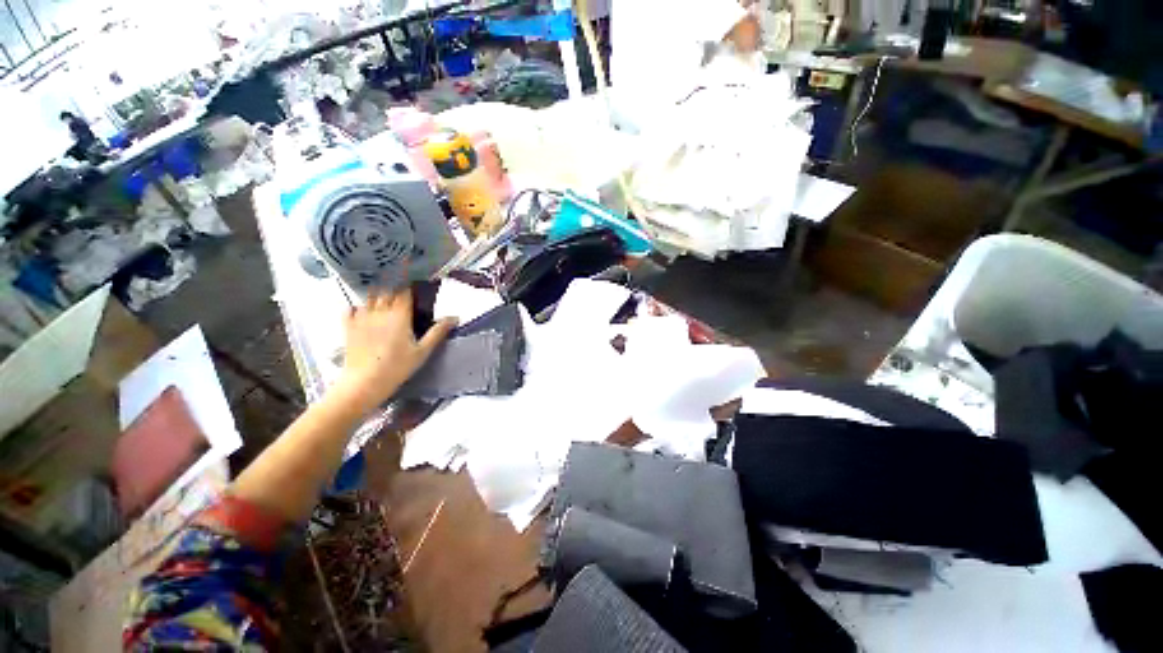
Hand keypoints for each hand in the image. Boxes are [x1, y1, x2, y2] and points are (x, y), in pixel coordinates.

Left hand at [334, 288, 456, 411]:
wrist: (364, 382)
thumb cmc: (397, 367)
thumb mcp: (423, 351)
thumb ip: (438, 332)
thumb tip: (455, 317)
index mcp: (399, 315)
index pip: (405, 293)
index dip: (411, 291)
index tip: (417, 294)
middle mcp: (380, 311)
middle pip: (387, 292)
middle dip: (395, 294)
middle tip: (404, 302)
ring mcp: (361, 318)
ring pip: (370, 298)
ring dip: (378, 298)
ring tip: (386, 306)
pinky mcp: (348, 326)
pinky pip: (351, 309)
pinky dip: (358, 307)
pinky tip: (363, 314)